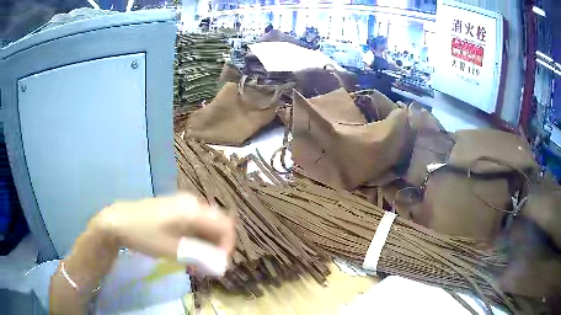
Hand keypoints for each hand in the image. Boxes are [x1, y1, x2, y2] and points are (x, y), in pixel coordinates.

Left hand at [95, 193, 235, 260]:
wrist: (119, 221)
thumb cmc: (145, 235)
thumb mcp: (173, 250)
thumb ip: (201, 256)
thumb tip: (221, 265)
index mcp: (193, 210)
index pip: (225, 226)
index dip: (227, 246)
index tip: (219, 264)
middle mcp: (192, 203)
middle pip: (217, 225)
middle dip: (216, 247)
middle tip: (207, 265)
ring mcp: (183, 203)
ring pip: (206, 225)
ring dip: (206, 244)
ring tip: (196, 262)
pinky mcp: (176, 208)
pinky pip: (195, 223)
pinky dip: (196, 238)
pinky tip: (186, 250)